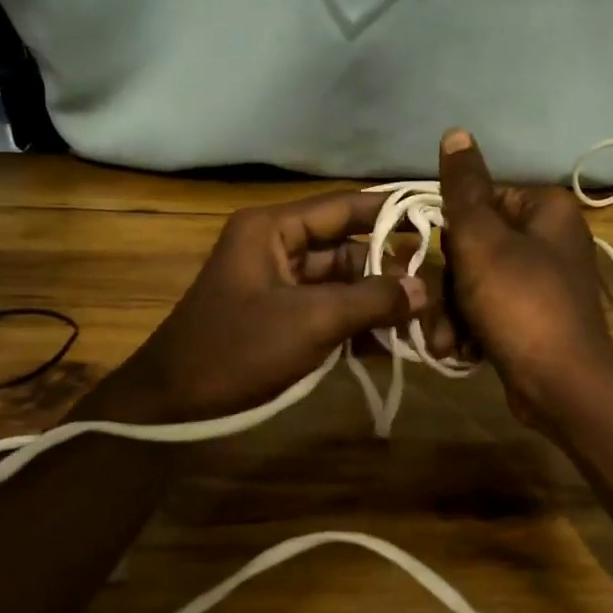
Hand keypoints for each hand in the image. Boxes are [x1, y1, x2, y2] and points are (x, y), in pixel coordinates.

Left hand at [83, 190, 435, 423]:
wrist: (173, 406)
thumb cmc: (236, 351)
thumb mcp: (310, 322)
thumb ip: (371, 300)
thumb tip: (424, 289)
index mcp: (273, 230)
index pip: (345, 207)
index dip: (391, 210)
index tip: (438, 216)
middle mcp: (279, 249)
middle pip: (349, 248)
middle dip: (392, 271)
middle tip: (439, 291)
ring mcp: (282, 287)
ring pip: (344, 285)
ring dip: (380, 304)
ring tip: (427, 323)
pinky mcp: (284, 320)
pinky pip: (331, 313)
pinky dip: (359, 328)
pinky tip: (396, 346)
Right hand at [437, 128, 612, 426]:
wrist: (562, 385)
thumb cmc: (520, 302)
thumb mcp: (482, 240)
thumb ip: (463, 188)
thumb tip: (456, 132)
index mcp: (547, 210)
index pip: (482, 200)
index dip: (452, 231)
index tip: (435, 258)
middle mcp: (551, 240)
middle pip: (477, 246)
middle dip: (449, 284)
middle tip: (436, 308)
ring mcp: (545, 282)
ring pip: (478, 283)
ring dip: (453, 311)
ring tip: (447, 340)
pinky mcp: (537, 319)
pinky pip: (492, 310)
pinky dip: (473, 328)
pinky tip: (460, 350)